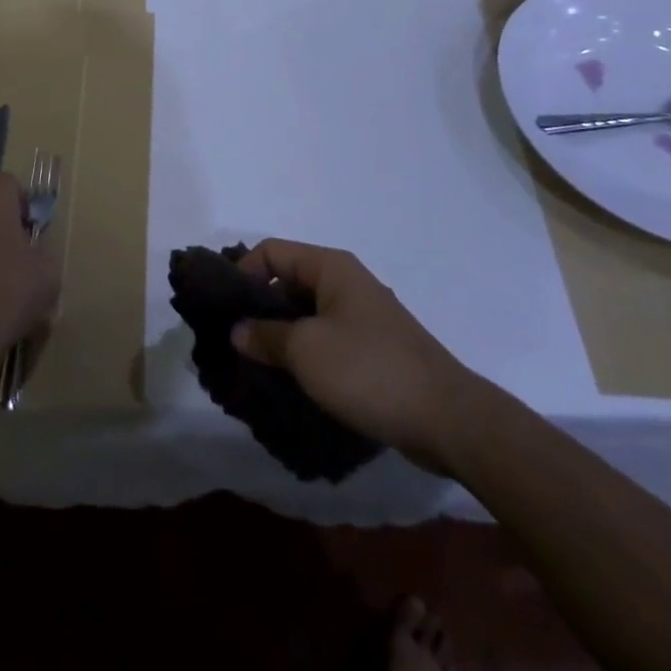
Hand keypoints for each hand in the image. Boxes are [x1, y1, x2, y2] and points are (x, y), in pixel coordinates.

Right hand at [231, 239, 483, 472]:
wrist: (447, 419)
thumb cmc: (369, 370)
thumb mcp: (305, 350)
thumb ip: (264, 335)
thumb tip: (237, 330)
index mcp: (331, 267)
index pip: (271, 252)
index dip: (242, 273)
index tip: (223, 309)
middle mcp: (346, 283)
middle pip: (287, 282)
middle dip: (257, 308)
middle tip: (232, 340)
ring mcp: (362, 318)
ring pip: (306, 315)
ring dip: (279, 336)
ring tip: (254, 365)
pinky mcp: (373, 351)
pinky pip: (326, 340)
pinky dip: (304, 355)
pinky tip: (289, 381)